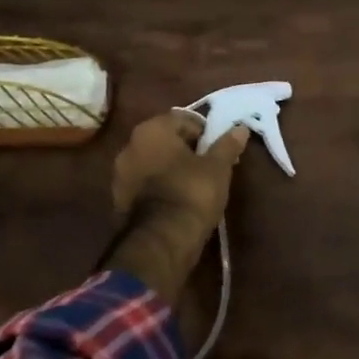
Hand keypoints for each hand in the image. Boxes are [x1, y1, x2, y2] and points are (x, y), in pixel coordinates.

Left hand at [104, 112, 248, 302]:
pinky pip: (144, 184)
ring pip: (152, 162)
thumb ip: (227, 145)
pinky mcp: (118, 199)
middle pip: (164, 140)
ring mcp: (119, 174)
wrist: (162, 240)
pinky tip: (177, 199)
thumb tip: (240, 128)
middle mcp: (129, 146)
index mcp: (151, 130)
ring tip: (194, 183)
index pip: (181, 119)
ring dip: (170, 168)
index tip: (217, 147)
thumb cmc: (192, 192)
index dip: (203, 131)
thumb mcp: (218, 167)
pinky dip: (159, 187)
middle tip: (208, 164)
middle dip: (185, 149)